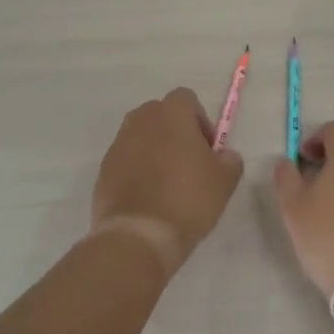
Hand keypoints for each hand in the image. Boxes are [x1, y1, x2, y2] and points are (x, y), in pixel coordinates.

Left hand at [91, 88, 244, 267]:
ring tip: (168, 184)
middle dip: (176, 132)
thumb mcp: (224, 181)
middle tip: (189, 165)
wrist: (139, 235)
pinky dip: (137, 170)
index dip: (200, 120)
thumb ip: (229, 159)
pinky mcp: (103, 169)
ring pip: (142, 137)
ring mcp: (118, 144)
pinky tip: (149, 198)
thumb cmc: (187, 199)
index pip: (186, 99)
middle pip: (161, 115)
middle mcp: (141, 120)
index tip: (207, 149)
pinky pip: (126, 160)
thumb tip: (224, 155)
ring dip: (155, 151)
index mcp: (171, 114)